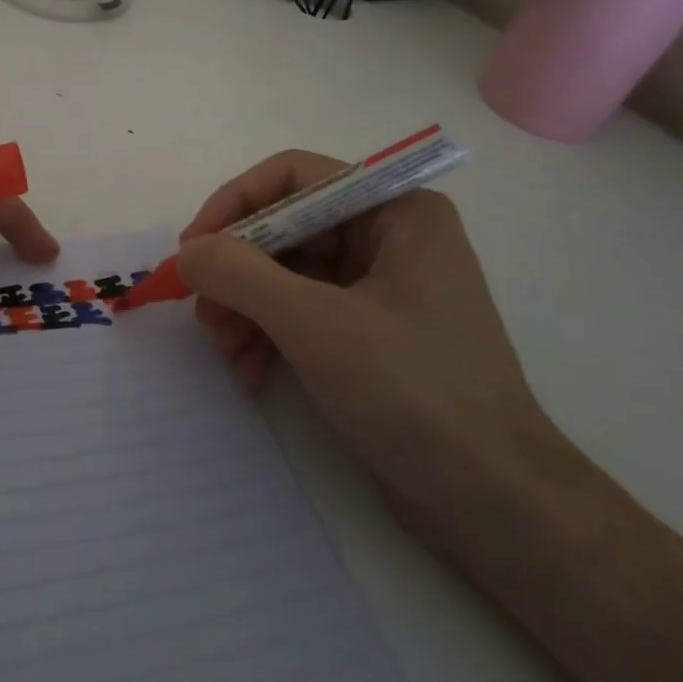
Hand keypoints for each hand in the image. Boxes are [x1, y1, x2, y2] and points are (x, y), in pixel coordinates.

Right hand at [176, 151, 555, 505]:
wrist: (495, 504)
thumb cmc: (413, 392)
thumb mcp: (314, 324)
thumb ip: (239, 274)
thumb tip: (187, 252)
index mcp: (395, 211)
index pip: (293, 177)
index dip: (234, 204)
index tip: (191, 248)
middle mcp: (389, 237)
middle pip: (286, 228)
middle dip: (237, 270)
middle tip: (201, 310)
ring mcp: (380, 287)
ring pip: (287, 273)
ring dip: (246, 307)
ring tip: (224, 351)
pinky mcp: (370, 333)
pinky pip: (302, 312)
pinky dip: (269, 335)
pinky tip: (249, 372)